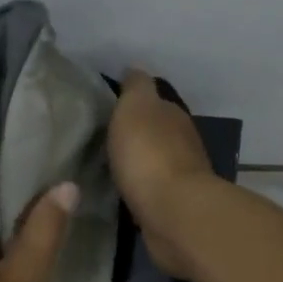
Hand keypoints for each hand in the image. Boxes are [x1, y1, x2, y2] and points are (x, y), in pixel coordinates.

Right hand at [108, 69, 216, 278]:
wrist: (173, 212)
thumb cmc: (149, 155)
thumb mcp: (135, 108)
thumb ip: (135, 87)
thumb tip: (135, 69)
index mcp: (173, 116)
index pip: (152, 102)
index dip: (130, 104)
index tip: (105, 110)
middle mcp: (181, 143)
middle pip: (155, 133)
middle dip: (133, 134)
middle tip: (100, 139)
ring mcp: (179, 177)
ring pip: (152, 162)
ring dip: (136, 163)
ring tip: (106, 166)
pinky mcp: (171, 207)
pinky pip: (149, 190)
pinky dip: (137, 188)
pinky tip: (120, 191)